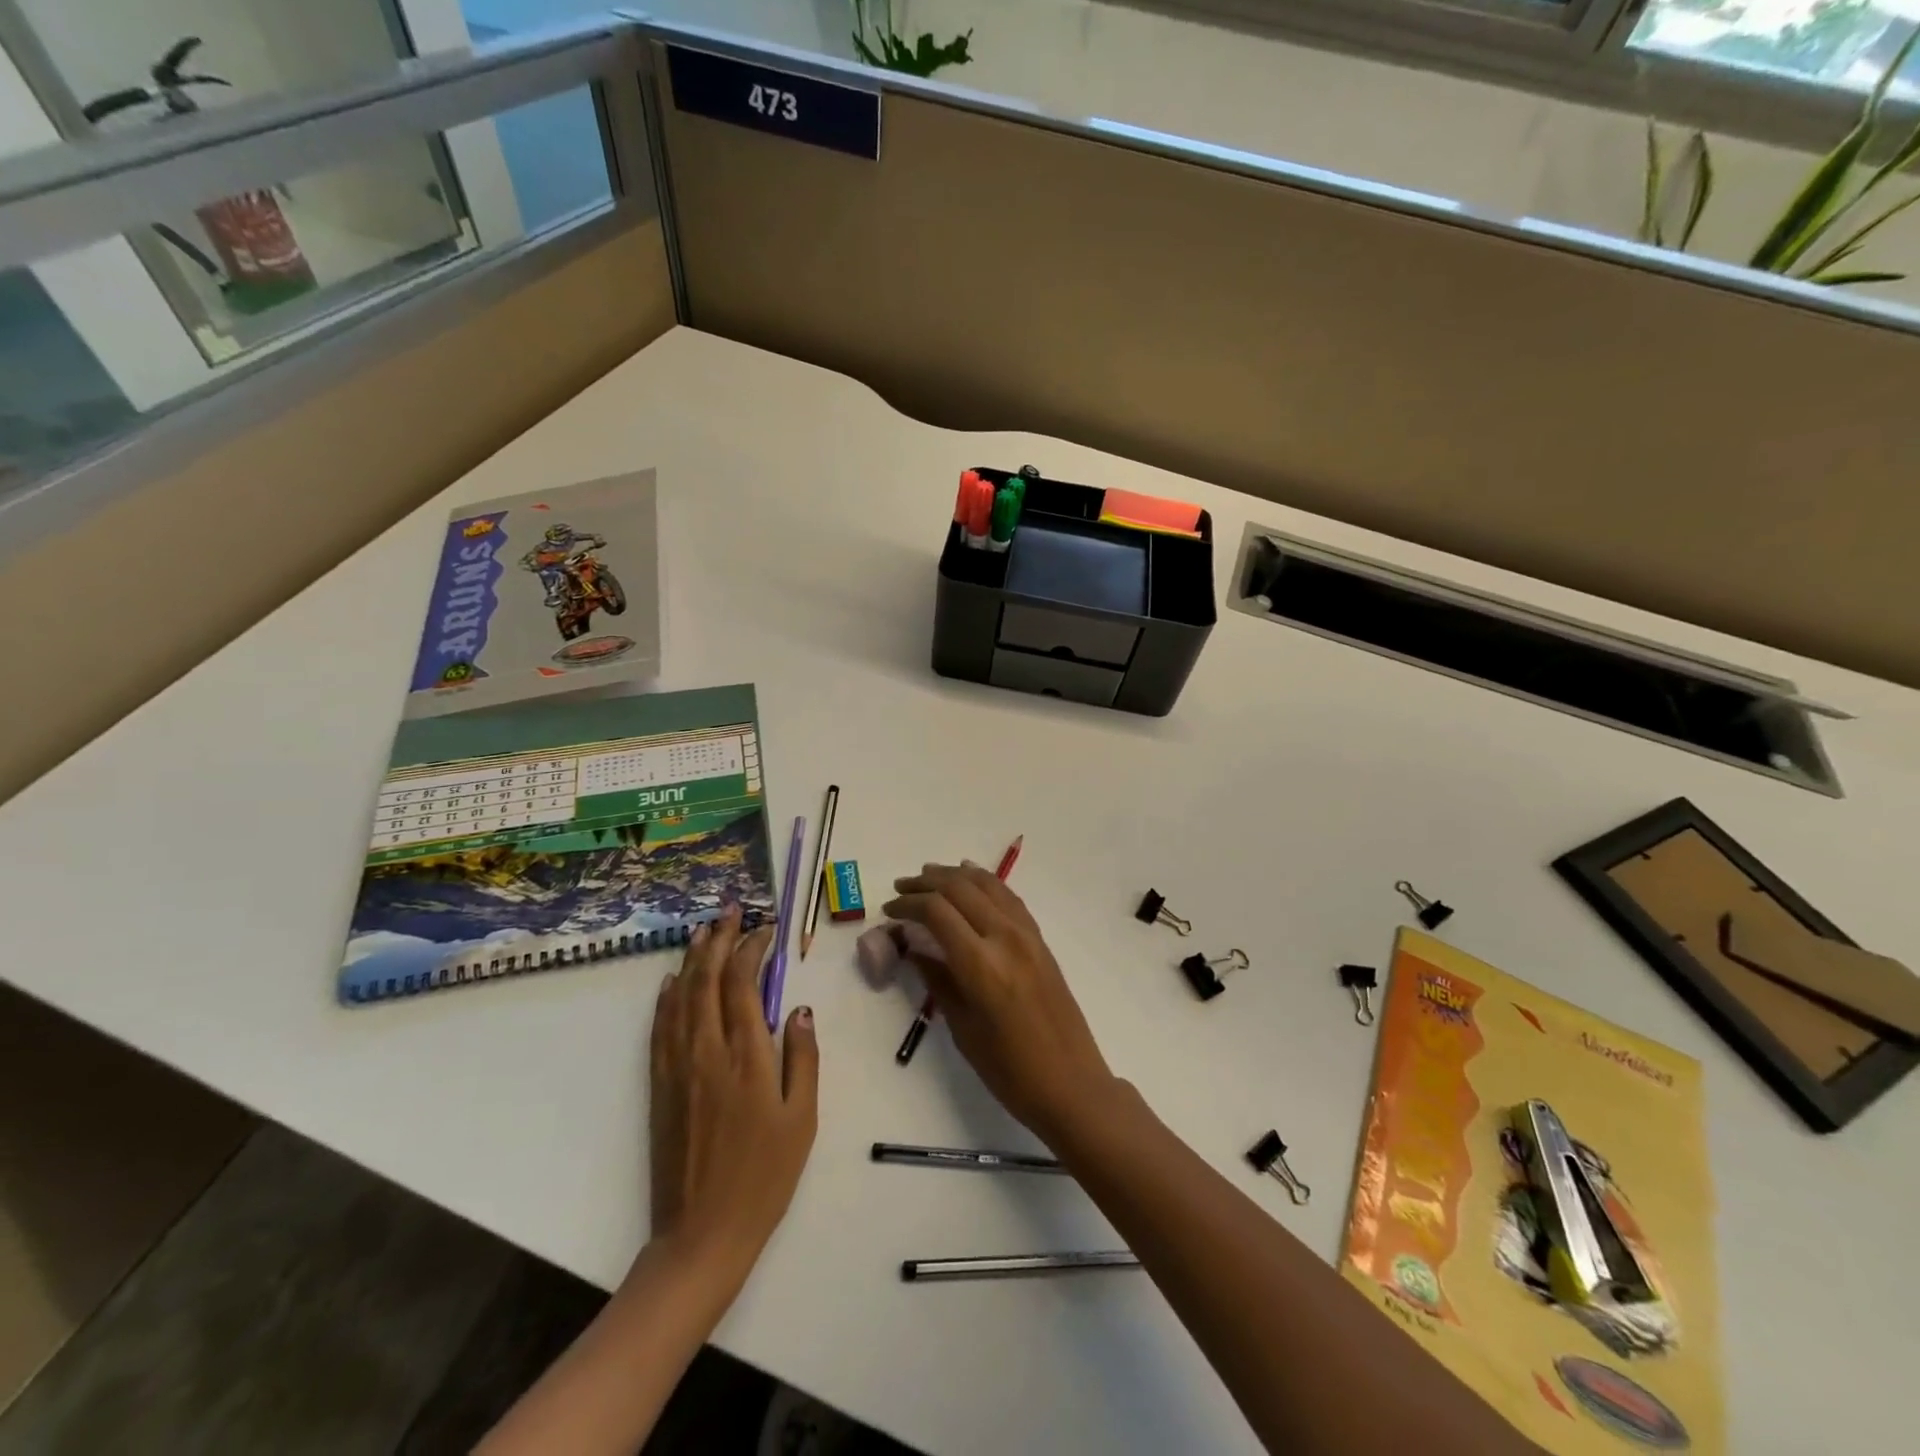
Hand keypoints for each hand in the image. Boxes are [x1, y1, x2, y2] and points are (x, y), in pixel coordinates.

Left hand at [648, 906, 818, 1275]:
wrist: (701, 1234)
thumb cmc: (764, 1177)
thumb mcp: (801, 1119)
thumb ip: (803, 1058)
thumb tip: (800, 1009)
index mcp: (746, 1058)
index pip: (744, 986)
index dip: (752, 950)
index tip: (765, 930)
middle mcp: (707, 1052)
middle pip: (708, 981)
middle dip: (720, 940)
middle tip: (730, 911)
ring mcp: (677, 1068)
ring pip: (680, 998)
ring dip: (692, 960)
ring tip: (703, 930)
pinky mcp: (659, 1086)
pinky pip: (660, 1028)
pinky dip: (665, 998)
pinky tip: (670, 982)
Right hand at [883, 864, 1115, 1144]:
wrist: (1071, 1084)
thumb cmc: (1009, 1070)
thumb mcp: (963, 1029)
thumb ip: (936, 979)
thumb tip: (911, 945)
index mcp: (981, 965)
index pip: (937, 912)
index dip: (908, 905)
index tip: (888, 911)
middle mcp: (1005, 938)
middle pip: (959, 889)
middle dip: (925, 883)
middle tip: (901, 889)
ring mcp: (1027, 935)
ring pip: (986, 885)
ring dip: (954, 875)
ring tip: (928, 876)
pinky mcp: (1040, 940)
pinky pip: (1008, 898)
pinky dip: (985, 881)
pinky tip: (971, 877)